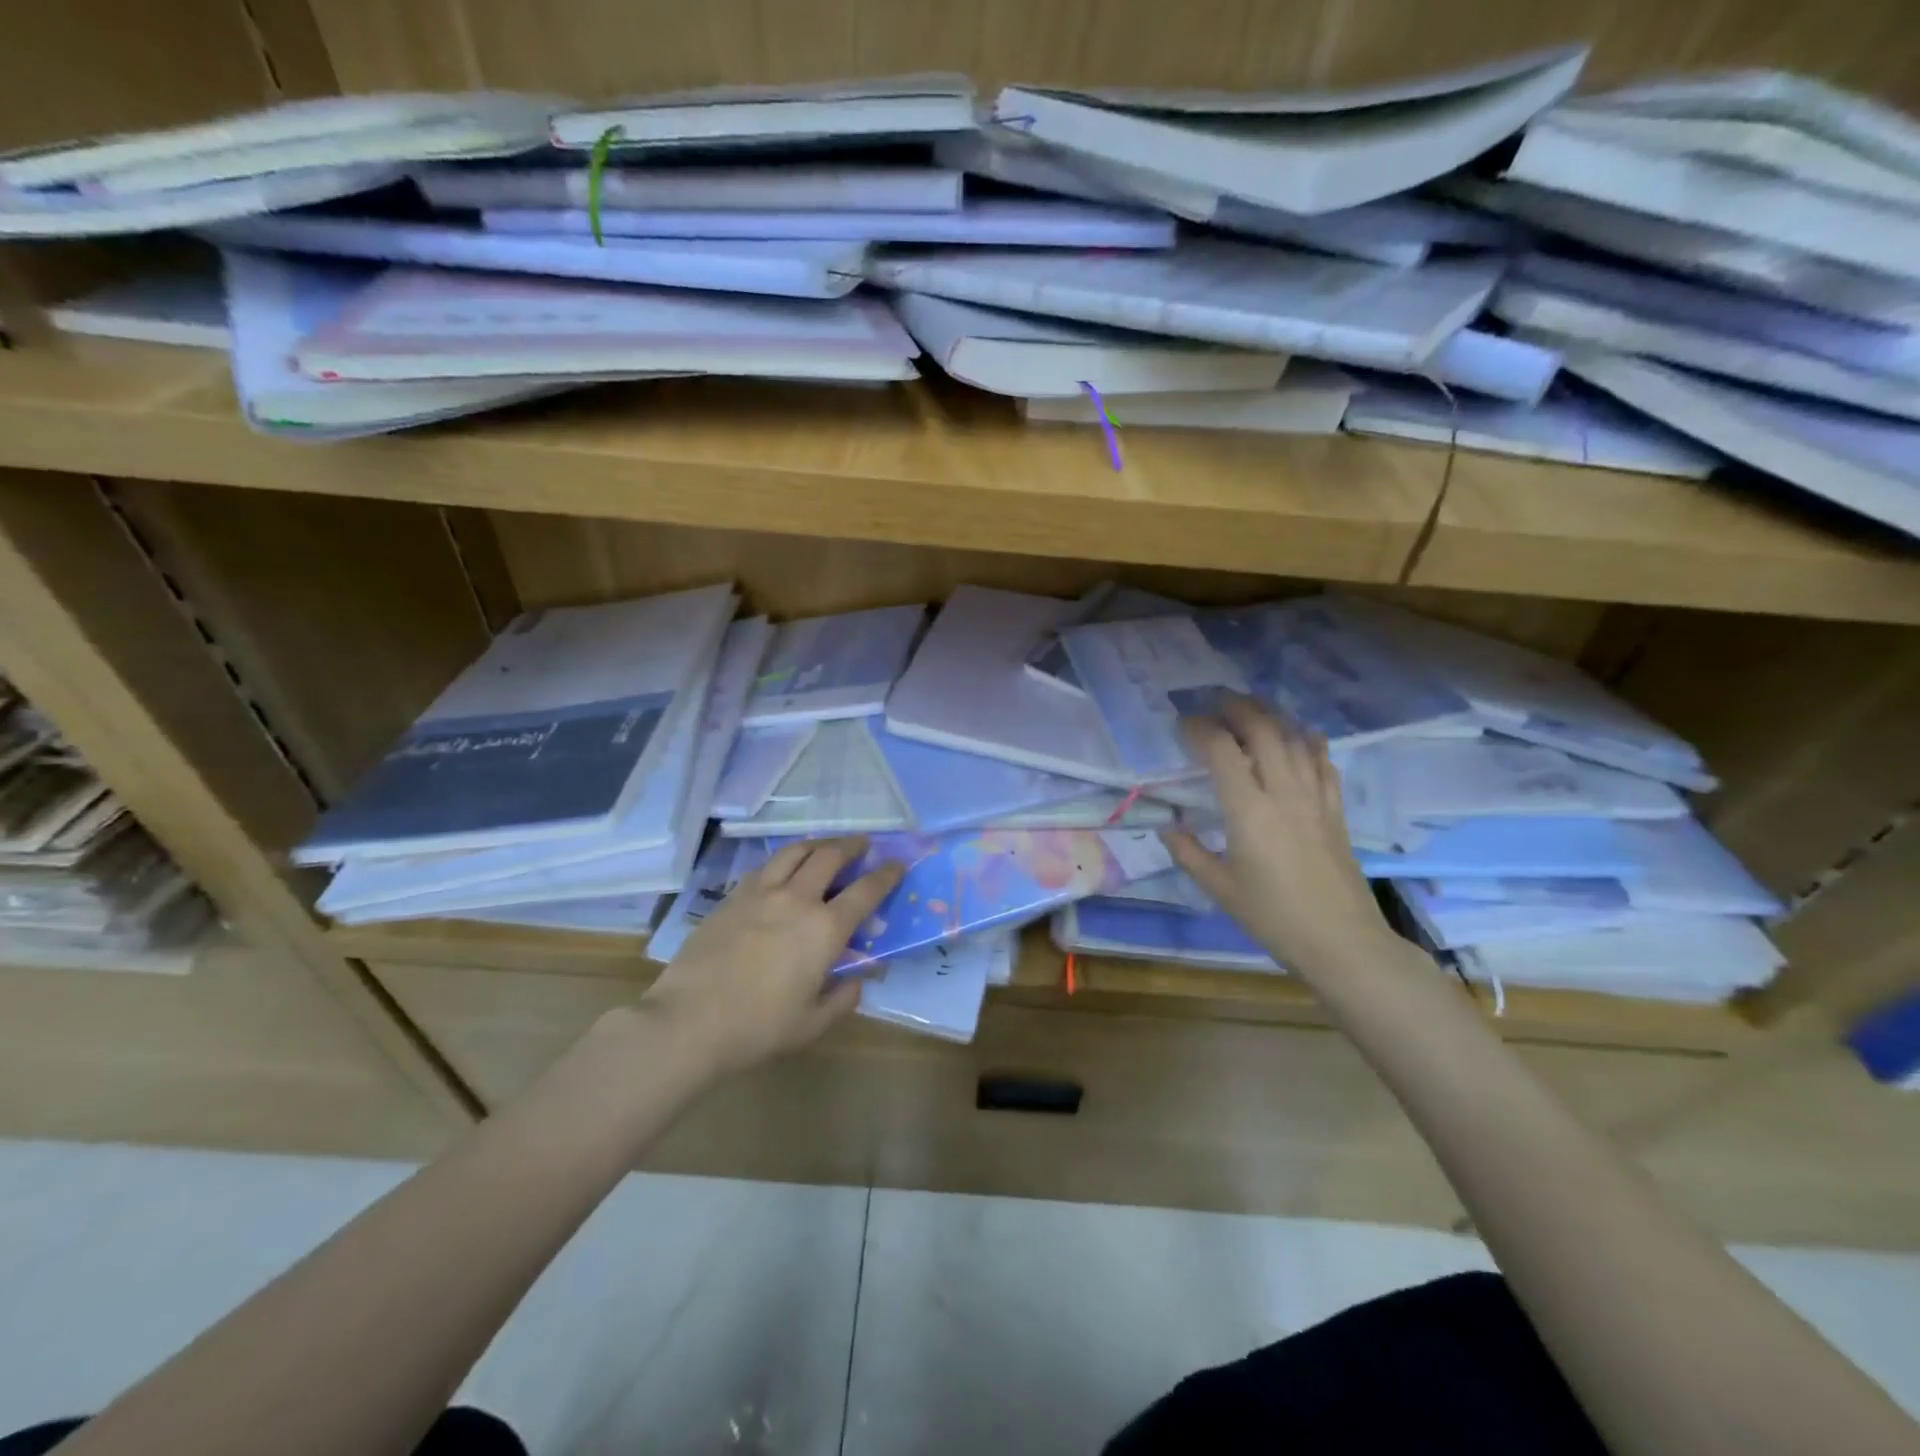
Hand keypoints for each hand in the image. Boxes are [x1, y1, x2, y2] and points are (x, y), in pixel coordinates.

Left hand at [639, 837, 904, 1073]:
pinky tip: (783, 867)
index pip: (866, 891)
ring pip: (795, 852)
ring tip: (825, 846)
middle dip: (852, 846)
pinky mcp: (732, 897)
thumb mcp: (812, 1024)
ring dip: (817, 844)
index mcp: (825, 929)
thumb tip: (857, 980)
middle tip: (863, 844)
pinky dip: (783, 860)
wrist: (689, 1021)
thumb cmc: (758, 1028)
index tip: (897, 864)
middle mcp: (797, 900)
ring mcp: (761, 893)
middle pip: (830, 857)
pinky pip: (765, 866)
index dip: (886, 875)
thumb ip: (842, 999)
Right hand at [1162, 695, 1397, 980]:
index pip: (1222, 750)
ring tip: (1252, 709)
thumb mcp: (1219, 889)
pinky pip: (1323, 761)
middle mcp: (1283, 793)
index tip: (1183, 725)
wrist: (1341, 941)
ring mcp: (1315, 798)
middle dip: (1238, 707)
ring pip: (1295, 739)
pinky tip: (1299, 737)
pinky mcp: (1335, 809)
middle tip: (1216, 701)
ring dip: (1272, 716)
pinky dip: (1308, 741)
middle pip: (1263, 730)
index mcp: (1248, 811)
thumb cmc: (1273, 917)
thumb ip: (1189, 853)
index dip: (1200, 729)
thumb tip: (1168, 826)